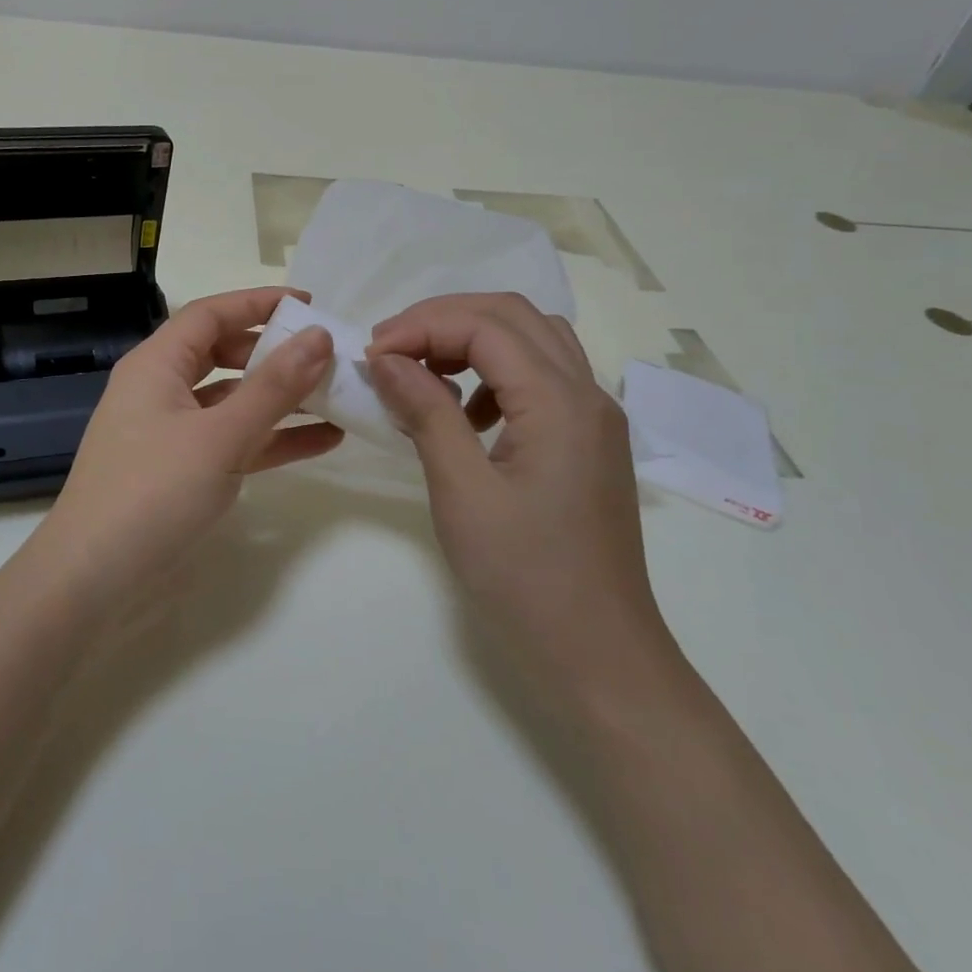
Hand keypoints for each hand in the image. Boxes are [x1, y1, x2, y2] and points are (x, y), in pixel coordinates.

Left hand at [36, 287, 343, 609]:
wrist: (92, 580)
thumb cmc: (152, 492)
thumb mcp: (219, 437)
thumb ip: (273, 387)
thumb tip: (318, 336)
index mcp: (156, 365)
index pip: (211, 314)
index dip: (258, 303)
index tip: (310, 305)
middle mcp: (161, 389)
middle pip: (223, 354)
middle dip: (274, 353)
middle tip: (324, 357)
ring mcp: (171, 432)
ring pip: (232, 400)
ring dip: (280, 399)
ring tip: (336, 396)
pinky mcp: (182, 470)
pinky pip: (233, 440)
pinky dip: (271, 438)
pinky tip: (322, 441)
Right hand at [364, 293, 666, 681]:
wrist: (600, 655)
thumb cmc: (526, 577)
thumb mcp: (462, 492)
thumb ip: (427, 413)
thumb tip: (386, 358)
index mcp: (560, 401)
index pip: (486, 325)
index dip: (422, 325)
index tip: (371, 354)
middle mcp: (586, 393)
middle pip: (513, 315)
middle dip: (444, 320)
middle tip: (390, 350)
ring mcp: (593, 416)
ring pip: (531, 339)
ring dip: (472, 340)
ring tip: (422, 372)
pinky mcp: (587, 440)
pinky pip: (540, 376)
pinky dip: (494, 372)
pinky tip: (464, 415)